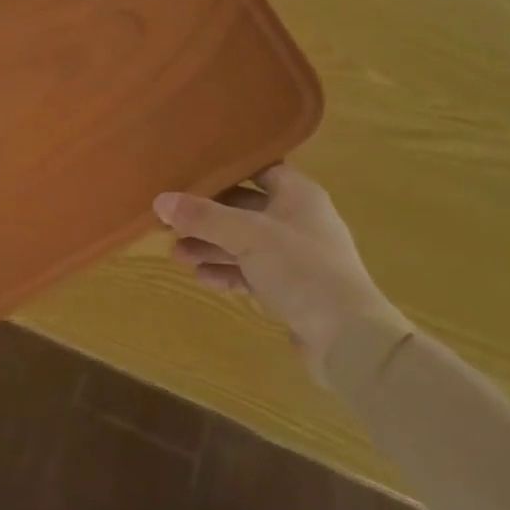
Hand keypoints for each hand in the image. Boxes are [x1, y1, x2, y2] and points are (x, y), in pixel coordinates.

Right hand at [155, 164, 407, 382]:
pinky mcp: (291, 290)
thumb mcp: (247, 235)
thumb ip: (204, 217)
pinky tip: (202, 277)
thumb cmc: (301, 268)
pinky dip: (228, 272)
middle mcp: (298, 220)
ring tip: (176, 253)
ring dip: (213, 247)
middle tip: (171, 222)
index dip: (225, 171)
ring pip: (245, 244)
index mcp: (298, 194)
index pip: (258, 170)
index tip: (189, 174)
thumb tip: (160, 199)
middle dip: (208, 217)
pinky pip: (252, 273)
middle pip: (245, 210)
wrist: (348, 339)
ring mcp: (296, 257)